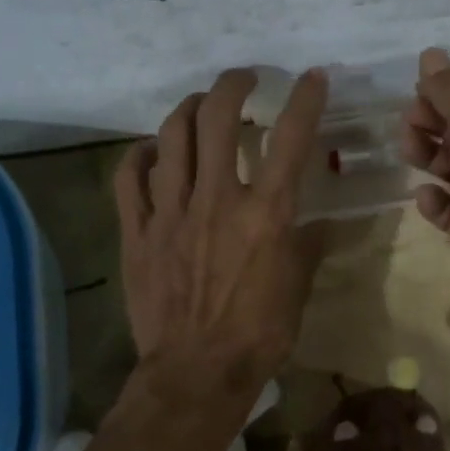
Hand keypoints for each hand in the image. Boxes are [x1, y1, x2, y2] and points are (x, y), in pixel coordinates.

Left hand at [116, 68, 327, 398]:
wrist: (196, 373)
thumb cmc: (260, 333)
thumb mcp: (300, 285)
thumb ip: (309, 243)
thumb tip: (319, 220)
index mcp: (266, 213)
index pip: (289, 139)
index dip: (304, 99)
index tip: (312, 77)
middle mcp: (217, 200)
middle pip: (218, 119)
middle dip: (232, 85)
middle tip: (244, 79)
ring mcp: (171, 212)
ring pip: (171, 136)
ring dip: (189, 108)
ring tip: (201, 104)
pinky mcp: (138, 232)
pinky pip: (130, 177)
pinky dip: (142, 154)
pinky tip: (154, 150)